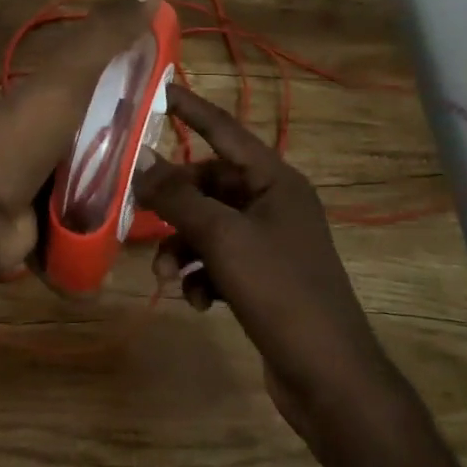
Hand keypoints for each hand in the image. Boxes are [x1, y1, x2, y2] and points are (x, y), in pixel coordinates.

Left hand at [0, 0, 156, 278]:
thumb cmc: (22, 139)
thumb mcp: (66, 78)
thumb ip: (104, 37)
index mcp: (50, 93)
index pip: (102, 76)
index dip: (137, 76)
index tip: (175, 86)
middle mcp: (50, 131)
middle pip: (108, 128)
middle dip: (141, 136)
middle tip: (177, 144)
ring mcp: (50, 178)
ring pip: (106, 172)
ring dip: (132, 177)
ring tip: (172, 182)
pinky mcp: (55, 218)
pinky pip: (97, 211)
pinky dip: (116, 213)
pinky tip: (147, 213)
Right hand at [136, 87, 391, 438]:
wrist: (329, 377)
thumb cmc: (280, 290)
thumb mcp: (222, 238)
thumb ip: (177, 197)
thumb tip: (139, 160)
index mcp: (275, 180)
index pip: (224, 130)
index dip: (189, 109)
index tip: (156, 90)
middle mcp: (274, 203)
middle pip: (209, 184)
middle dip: (174, 203)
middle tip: (137, 211)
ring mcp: (270, 242)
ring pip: (209, 226)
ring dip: (182, 246)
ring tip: (166, 275)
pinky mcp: (263, 278)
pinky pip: (219, 260)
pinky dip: (202, 275)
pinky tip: (198, 302)